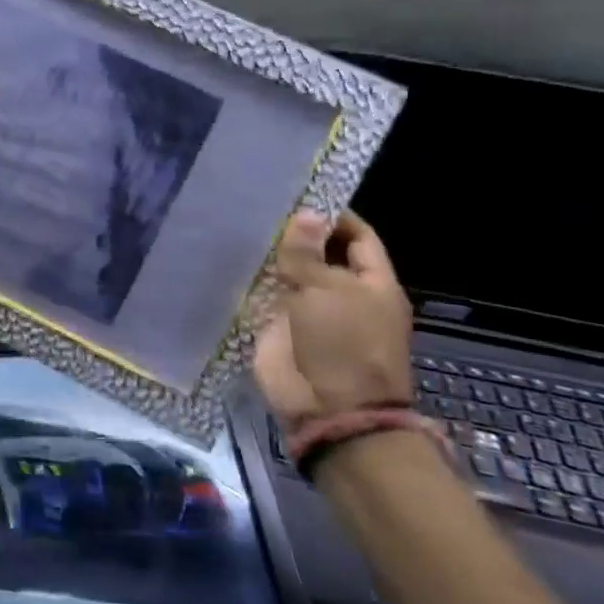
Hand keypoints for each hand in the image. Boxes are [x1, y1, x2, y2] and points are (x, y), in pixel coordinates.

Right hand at [253, 208, 412, 429]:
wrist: (326, 409)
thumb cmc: (343, 344)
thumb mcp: (328, 290)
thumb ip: (308, 252)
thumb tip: (306, 213)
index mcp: (372, 284)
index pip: (357, 237)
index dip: (334, 215)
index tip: (301, 194)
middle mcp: (343, 294)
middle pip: (320, 253)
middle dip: (296, 233)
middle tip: (261, 203)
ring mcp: (310, 312)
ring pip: (290, 273)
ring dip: (271, 255)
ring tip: (240, 222)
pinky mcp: (280, 328)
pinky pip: (266, 296)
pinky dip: (252, 279)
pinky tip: (231, 256)